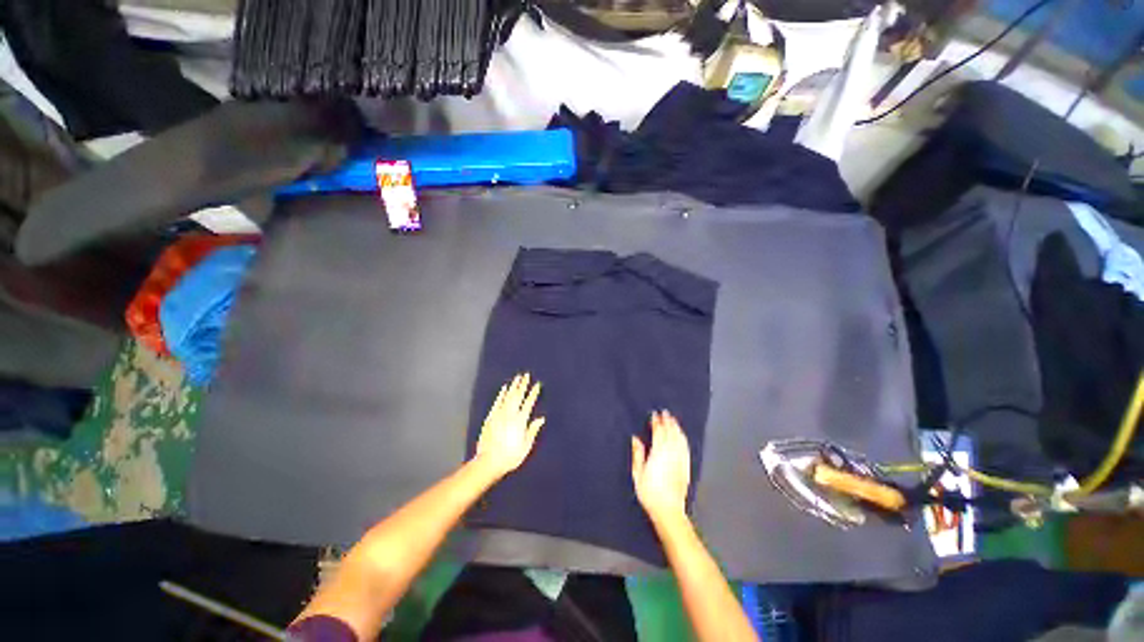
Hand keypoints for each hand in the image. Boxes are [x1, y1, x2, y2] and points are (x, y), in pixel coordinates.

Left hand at [473, 373, 544, 477]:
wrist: (489, 461)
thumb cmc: (510, 456)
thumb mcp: (526, 446)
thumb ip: (533, 431)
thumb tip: (541, 419)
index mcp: (520, 421)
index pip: (529, 403)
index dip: (533, 393)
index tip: (537, 384)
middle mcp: (510, 414)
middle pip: (518, 396)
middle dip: (523, 384)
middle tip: (526, 375)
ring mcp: (499, 414)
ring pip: (508, 396)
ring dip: (513, 386)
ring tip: (517, 377)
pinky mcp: (490, 417)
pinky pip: (497, 402)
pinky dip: (501, 394)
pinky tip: (504, 388)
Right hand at [631, 410, 691, 522]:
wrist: (669, 510)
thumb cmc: (650, 493)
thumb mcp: (638, 473)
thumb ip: (638, 454)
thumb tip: (636, 439)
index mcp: (658, 452)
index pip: (659, 432)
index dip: (656, 422)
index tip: (654, 414)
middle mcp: (671, 453)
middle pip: (671, 432)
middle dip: (668, 421)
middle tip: (665, 413)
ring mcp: (680, 460)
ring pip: (679, 438)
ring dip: (676, 428)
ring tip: (673, 420)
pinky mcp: (686, 467)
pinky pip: (685, 447)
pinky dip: (683, 438)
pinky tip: (681, 436)